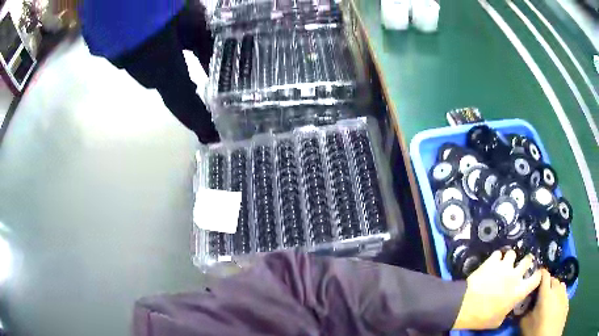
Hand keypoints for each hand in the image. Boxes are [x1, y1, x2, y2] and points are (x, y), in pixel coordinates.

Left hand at [453, 250, 541, 329]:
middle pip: (528, 260)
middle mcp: (516, 276)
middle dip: (526, 261)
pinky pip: (498, 253)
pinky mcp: (493, 261)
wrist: (466, 306)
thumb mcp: (498, 320)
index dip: (537, 275)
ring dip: (509, 258)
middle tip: (521, 264)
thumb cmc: (483, 317)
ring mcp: (504, 266)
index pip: (537, 278)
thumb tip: (508, 306)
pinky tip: (493, 261)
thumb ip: (507, 309)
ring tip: (504, 262)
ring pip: (513, 253)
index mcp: (520, 291)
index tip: (535, 274)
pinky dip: (496, 257)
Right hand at [520, 269, 568, 335]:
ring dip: (555, 288)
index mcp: (546, 292)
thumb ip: (525, 312)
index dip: (540, 273)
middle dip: (548, 283)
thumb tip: (524, 306)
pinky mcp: (567, 300)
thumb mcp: (525, 324)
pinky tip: (556, 305)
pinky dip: (559, 296)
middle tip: (541, 292)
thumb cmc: (537, 330)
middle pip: (553, 279)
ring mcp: (564, 294)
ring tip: (550, 298)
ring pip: (560, 285)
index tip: (535, 276)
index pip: (544, 274)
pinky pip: (564, 293)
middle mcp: (557, 289)